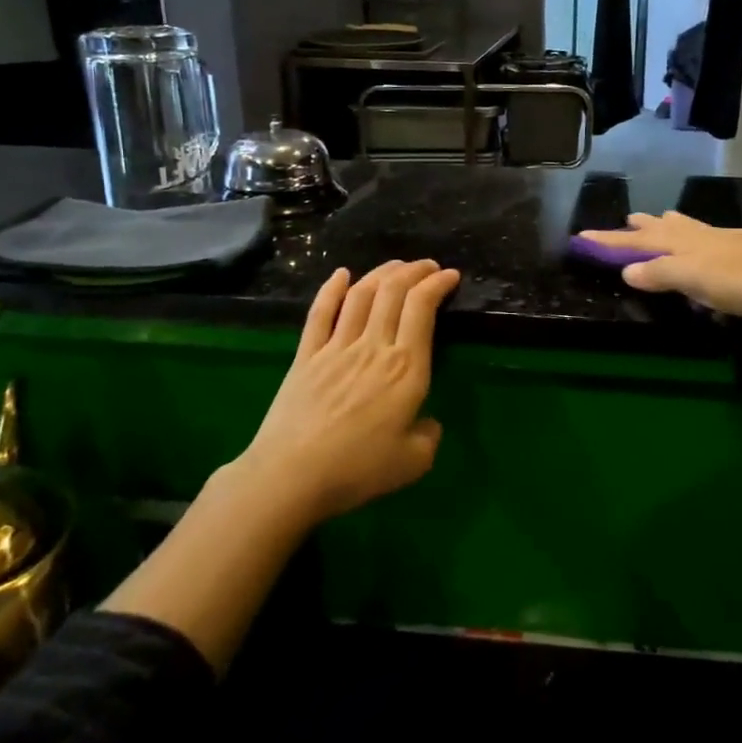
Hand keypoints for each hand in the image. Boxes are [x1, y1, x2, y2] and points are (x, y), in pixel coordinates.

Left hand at [239, 259, 461, 522]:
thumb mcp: (413, 462)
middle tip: (428, 267)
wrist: (290, 475)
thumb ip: (430, 436)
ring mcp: (336, 347)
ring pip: (361, 295)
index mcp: (406, 369)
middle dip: (415, 271)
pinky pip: (320, 313)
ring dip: (381, 273)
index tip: (450, 276)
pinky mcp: (306, 356)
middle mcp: (373, 347)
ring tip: (396, 267)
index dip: (437, 285)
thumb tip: (428, 422)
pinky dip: (332, 289)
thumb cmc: (357, 470)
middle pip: (393, 292)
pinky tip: (341, 274)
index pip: (422, 309)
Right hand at [580, 211, 741, 324]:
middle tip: (626, 219)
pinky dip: (699, 239)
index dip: (612, 241)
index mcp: (688, 244)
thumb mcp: (699, 281)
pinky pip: (713, 240)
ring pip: (692, 229)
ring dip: (670, 226)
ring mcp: (732, 241)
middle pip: (666, 229)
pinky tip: (710, 246)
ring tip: (660, 219)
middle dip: (642, 228)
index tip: (584, 236)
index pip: (640, 242)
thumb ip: (663, 274)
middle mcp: (706, 237)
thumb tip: (626, 270)